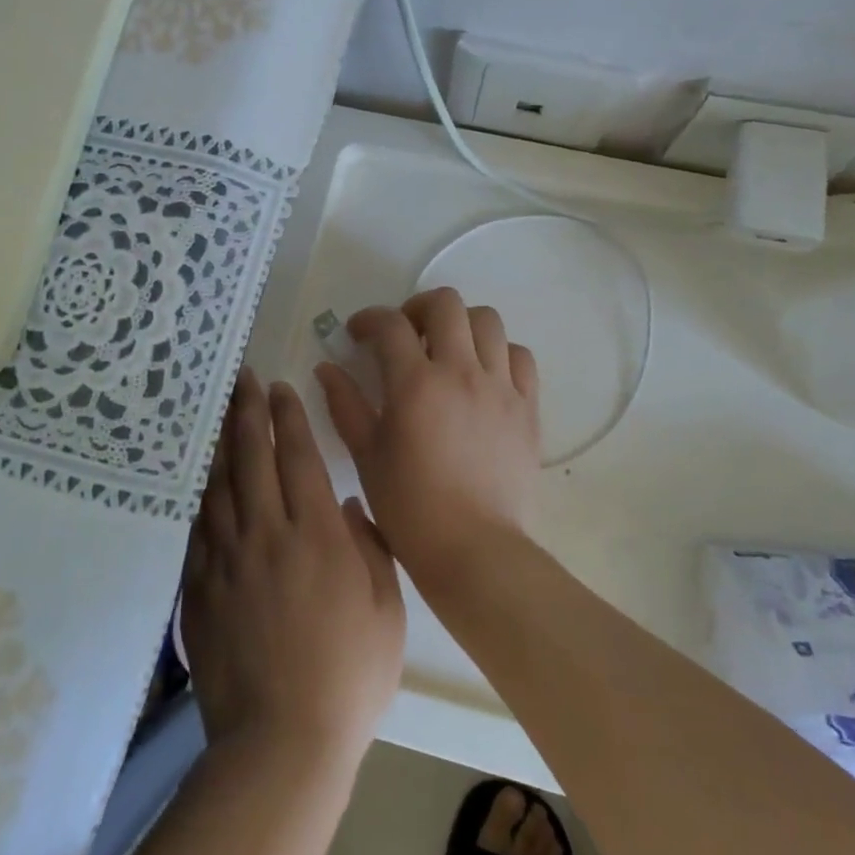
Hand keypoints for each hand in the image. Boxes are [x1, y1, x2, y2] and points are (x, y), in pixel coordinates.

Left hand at [183, 369, 405, 768]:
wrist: (281, 742)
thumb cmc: (348, 675)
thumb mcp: (385, 610)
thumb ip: (369, 548)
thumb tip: (348, 506)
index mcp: (316, 535)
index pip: (298, 457)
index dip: (289, 418)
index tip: (281, 387)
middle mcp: (267, 535)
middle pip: (252, 458)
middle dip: (248, 412)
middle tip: (243, 378)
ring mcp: (227, 561)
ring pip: (220, 485)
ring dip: (221, 443)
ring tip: (220, 412)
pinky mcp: (200, 590)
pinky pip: (198, 529)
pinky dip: (201, 496)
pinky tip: (202, 480)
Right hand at [316, 288, 541, 592]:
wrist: (475, 550)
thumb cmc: (411, 508)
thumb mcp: (367, 456)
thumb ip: (345, 405)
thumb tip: (326, 368)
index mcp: (416, 383)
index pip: (390, 325)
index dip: (369, 319)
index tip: (357, 333)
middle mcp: (461, 372)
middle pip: (447, 304)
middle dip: (418, 307)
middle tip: (405, 333)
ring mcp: (500, 387)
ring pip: (488, 321)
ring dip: (461, 324)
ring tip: (447, 349)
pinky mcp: (528, 407)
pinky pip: (520, 357)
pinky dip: (499, 353)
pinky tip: (484, 374)